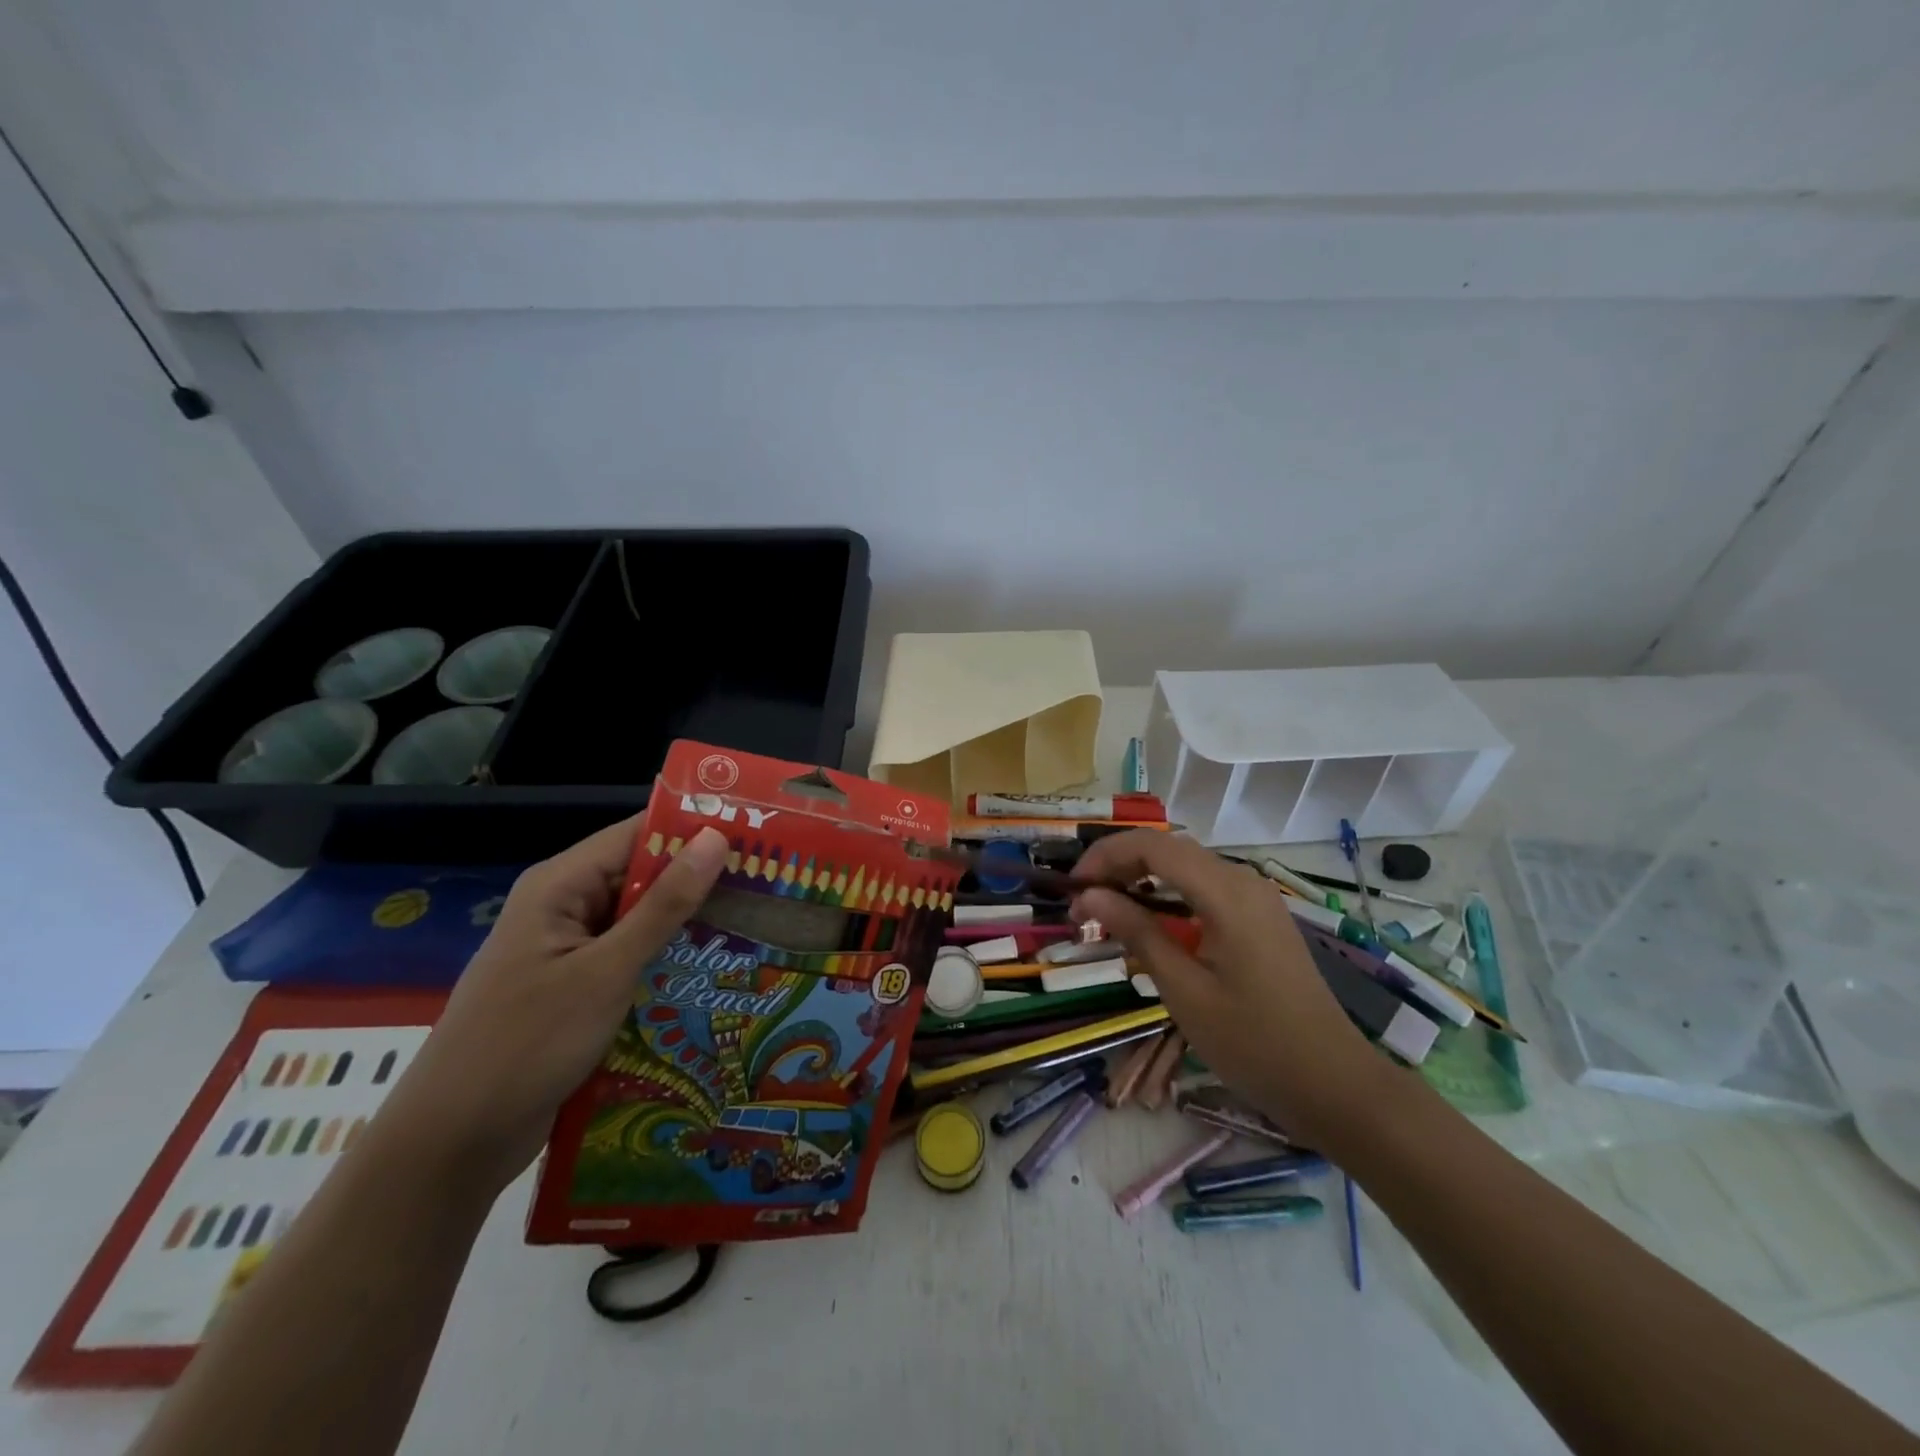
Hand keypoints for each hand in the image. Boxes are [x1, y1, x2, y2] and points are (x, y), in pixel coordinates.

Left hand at [389, 820, 728, 1191]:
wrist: (451, 1146)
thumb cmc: (526, 1045)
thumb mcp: (606, 971)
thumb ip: (664, 905)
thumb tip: (715, 838)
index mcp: (559, 885)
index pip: (638, 834)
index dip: (694, 830)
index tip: (757, 832)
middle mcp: (564, 907)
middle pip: (642, 876)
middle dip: (701, 880)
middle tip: (771, 882)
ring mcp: (569, 951)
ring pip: (641, 921)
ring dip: (689, 924)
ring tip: (758, 922)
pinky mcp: (576, 989)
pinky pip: (632, 958)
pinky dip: (668, 959)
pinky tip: (717, 969)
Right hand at [1072, 832, 1390, 1150]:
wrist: (1334, 1083)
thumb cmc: (1253, 1042)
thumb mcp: (1184, 989)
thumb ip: (1136, 932)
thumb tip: (1089, 897)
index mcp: (1226, 893)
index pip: (1152, 846)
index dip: (1105, 857)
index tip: (1073, 890)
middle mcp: (1243, 880)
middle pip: (1168, 849)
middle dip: (1119, 866)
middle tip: (1084, 905)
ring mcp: (1256, 897)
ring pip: (1186, 866)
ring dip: (1142, 879)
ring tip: (1107, 912)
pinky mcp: (1260, 917)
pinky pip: (1205, 887)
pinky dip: (1168, 895)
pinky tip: (1150, 923)